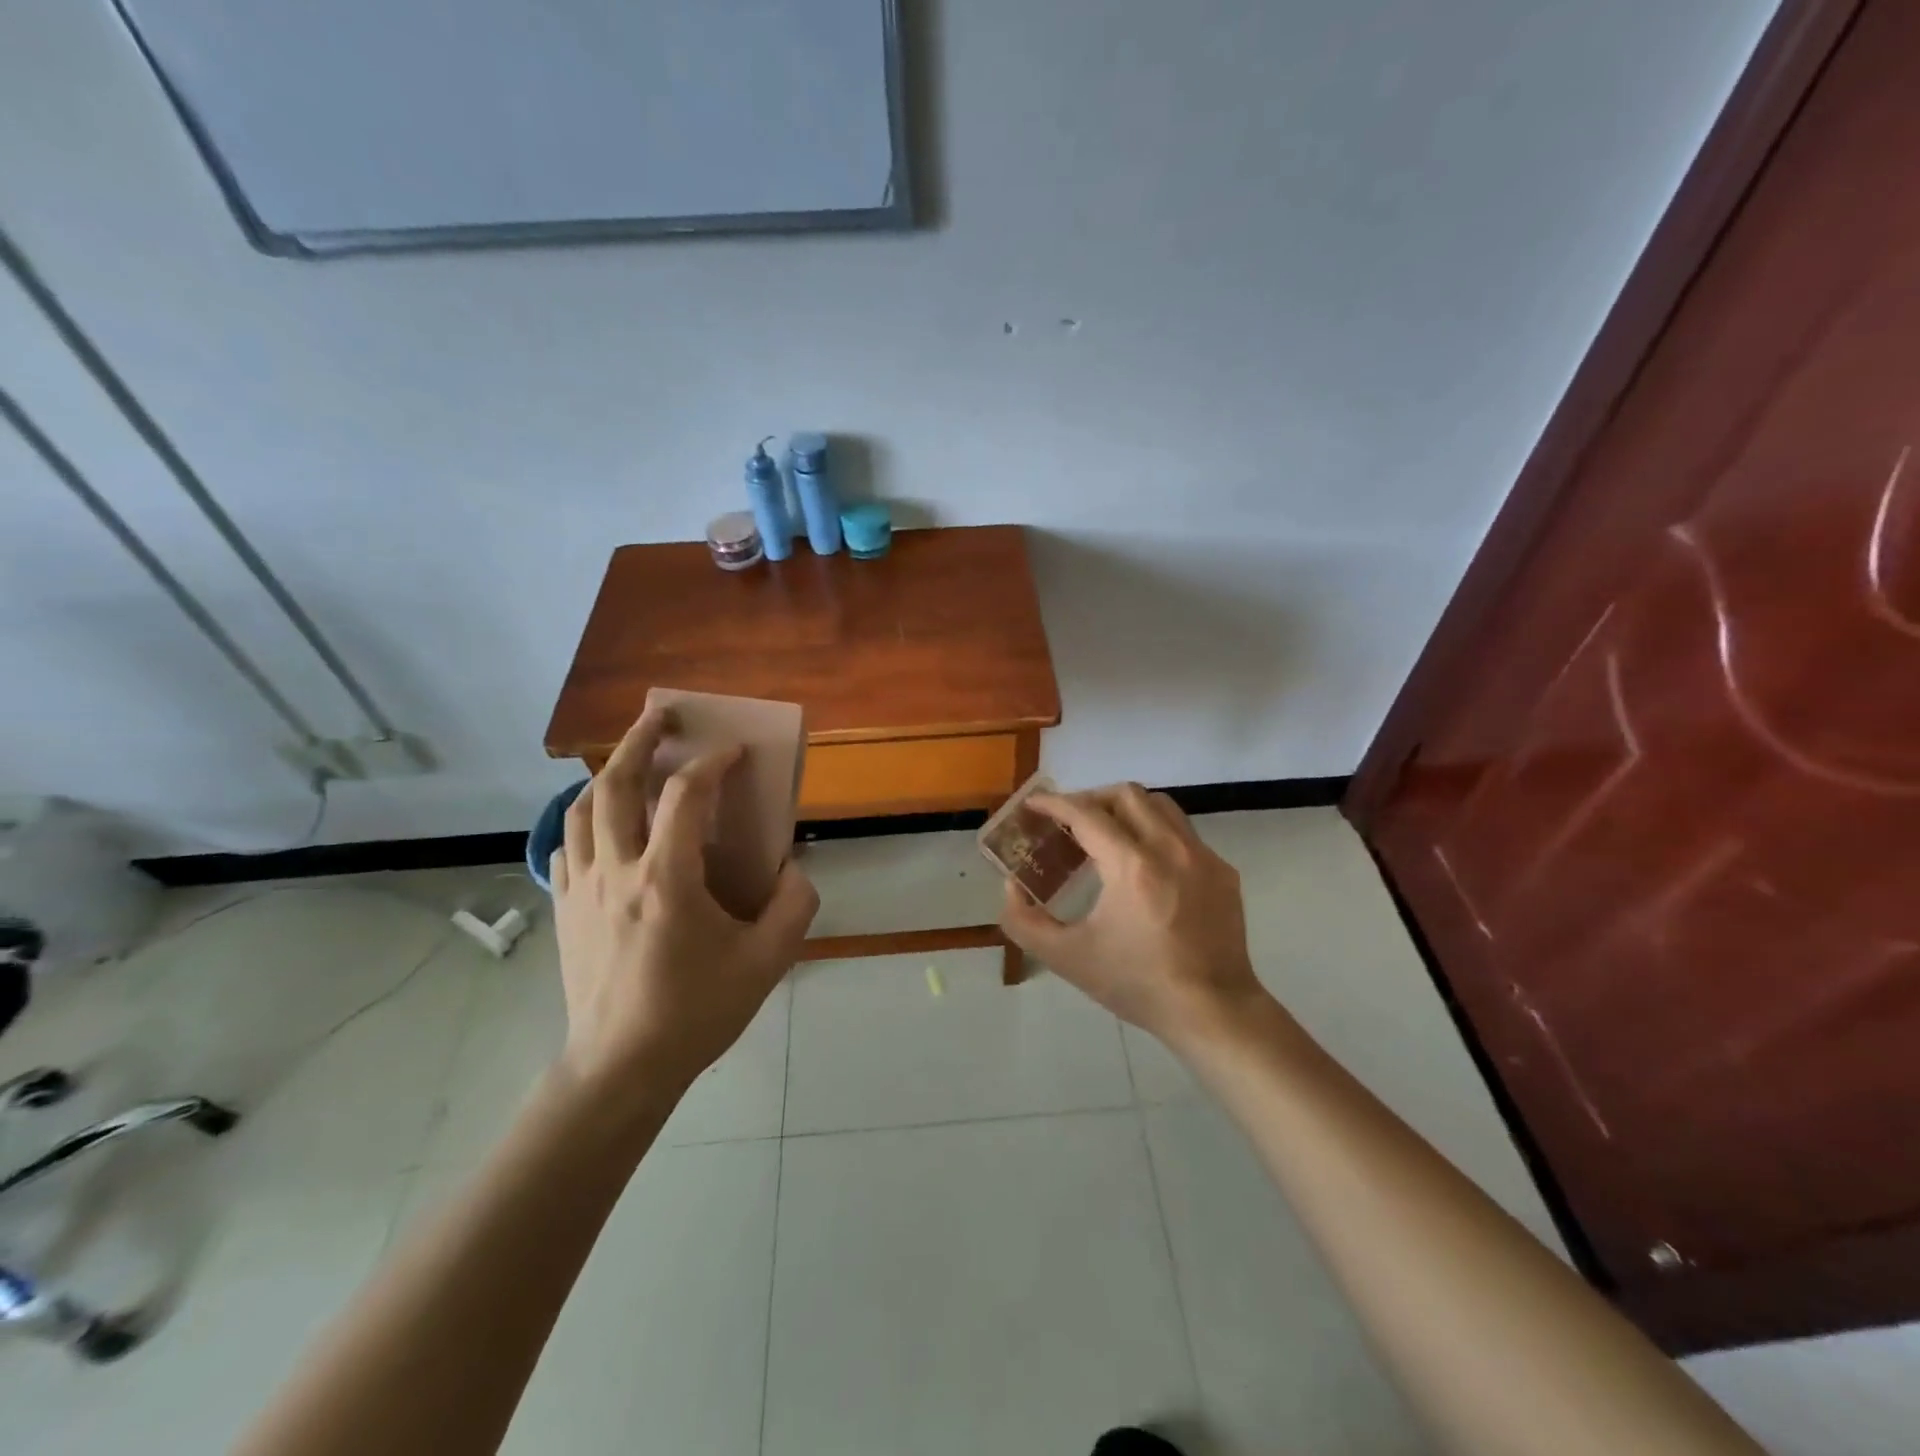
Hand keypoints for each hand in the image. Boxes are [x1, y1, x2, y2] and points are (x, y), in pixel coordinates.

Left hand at [550, 707, 818, 1097]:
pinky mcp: (564, 909)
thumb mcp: (766, 963)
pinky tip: (602, 824)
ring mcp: (581, 889)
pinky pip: (566, 846)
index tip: (734, 752)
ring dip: (607, 773)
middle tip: (661, 717)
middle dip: (640, 741)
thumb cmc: (696, 1012)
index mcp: (667, 879)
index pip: (685, 796)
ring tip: (629, 759)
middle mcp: (617, 871)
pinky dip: (584, 820)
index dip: (712, 763)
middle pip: (615, 784)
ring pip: (581, 810)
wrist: (620, 1068)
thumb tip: (793, 869)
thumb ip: (793, 907)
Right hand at [999, 783, 1271, 1049]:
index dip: (1054, 803)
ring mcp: (1202, 857)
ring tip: (1106, 834)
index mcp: (1131, 866)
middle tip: (1069, 821)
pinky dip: (1155, 834)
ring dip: (1126, 809)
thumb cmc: (1137, 984)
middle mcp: (1170, 848)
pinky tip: (1145, 866)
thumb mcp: (1067, 959)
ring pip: (1160, 806)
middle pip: (1126, 795)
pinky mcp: (1222, 871)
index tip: (1033, 804)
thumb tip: (1011, 886)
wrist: (1213, 1011)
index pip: (1085, 813)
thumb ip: (1024, 921)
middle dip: (1091, 798)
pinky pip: (1183, 834)